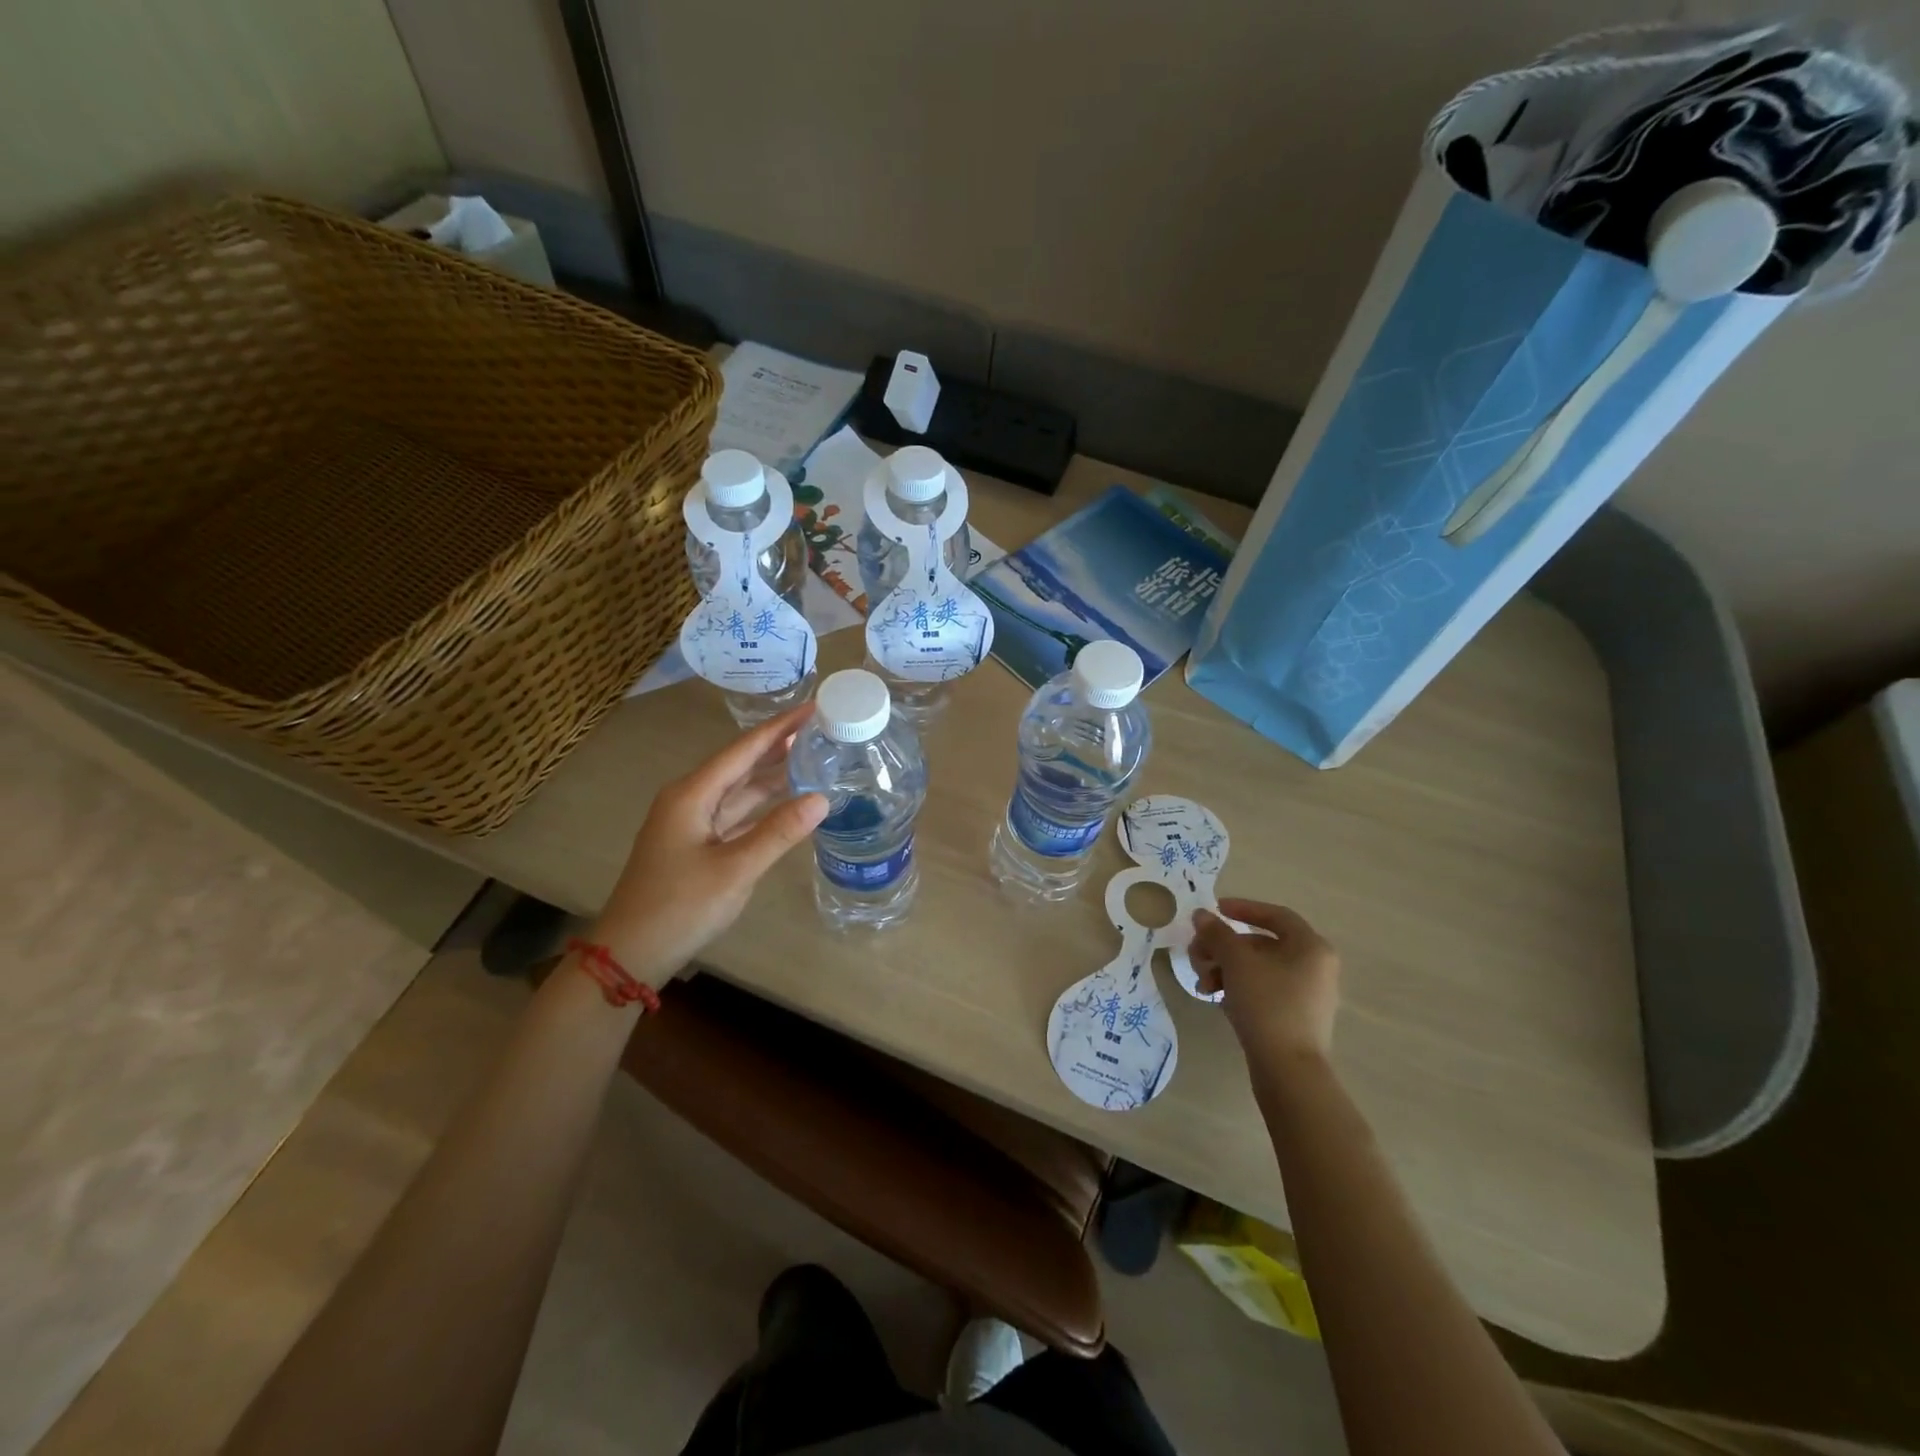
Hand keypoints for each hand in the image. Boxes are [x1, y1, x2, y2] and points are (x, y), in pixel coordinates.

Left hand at [589, 704, 827, 985]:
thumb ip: (778, 832)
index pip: (743, 749)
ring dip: (772, 774)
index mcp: (692, 794)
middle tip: (820, 728)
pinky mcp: (697, 846)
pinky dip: (762, 805)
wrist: (629, 955)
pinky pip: (736, 814)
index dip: (780, 728)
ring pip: (739, 790)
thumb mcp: (735, 870)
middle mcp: (690, 800)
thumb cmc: (679, 907)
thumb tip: (822, 799)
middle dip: (778, 746)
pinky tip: (787, 801)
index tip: (813, 707)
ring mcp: (691, 824)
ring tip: (811, 755)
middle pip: (741, 764)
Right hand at [1191, 899, 1340, 1066]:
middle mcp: (1316, 966)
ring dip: (1226, 969)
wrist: (1288, 1069)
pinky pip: (1264, 990)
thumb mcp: (1236, 962)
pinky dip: (1239, 988)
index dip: (1242, 908)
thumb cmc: (1266, 1004)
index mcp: (1311, 947)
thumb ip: (1217, 933)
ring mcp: (1308, 994)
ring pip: (1259, 968)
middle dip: (1224, 947)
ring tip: (1203, 984)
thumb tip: (1201, 915)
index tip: (1213, 911)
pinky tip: (1216, 998)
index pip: (1275, 915)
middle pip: (1262, 943)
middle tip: (1198, 955)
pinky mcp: (1297, 1017)